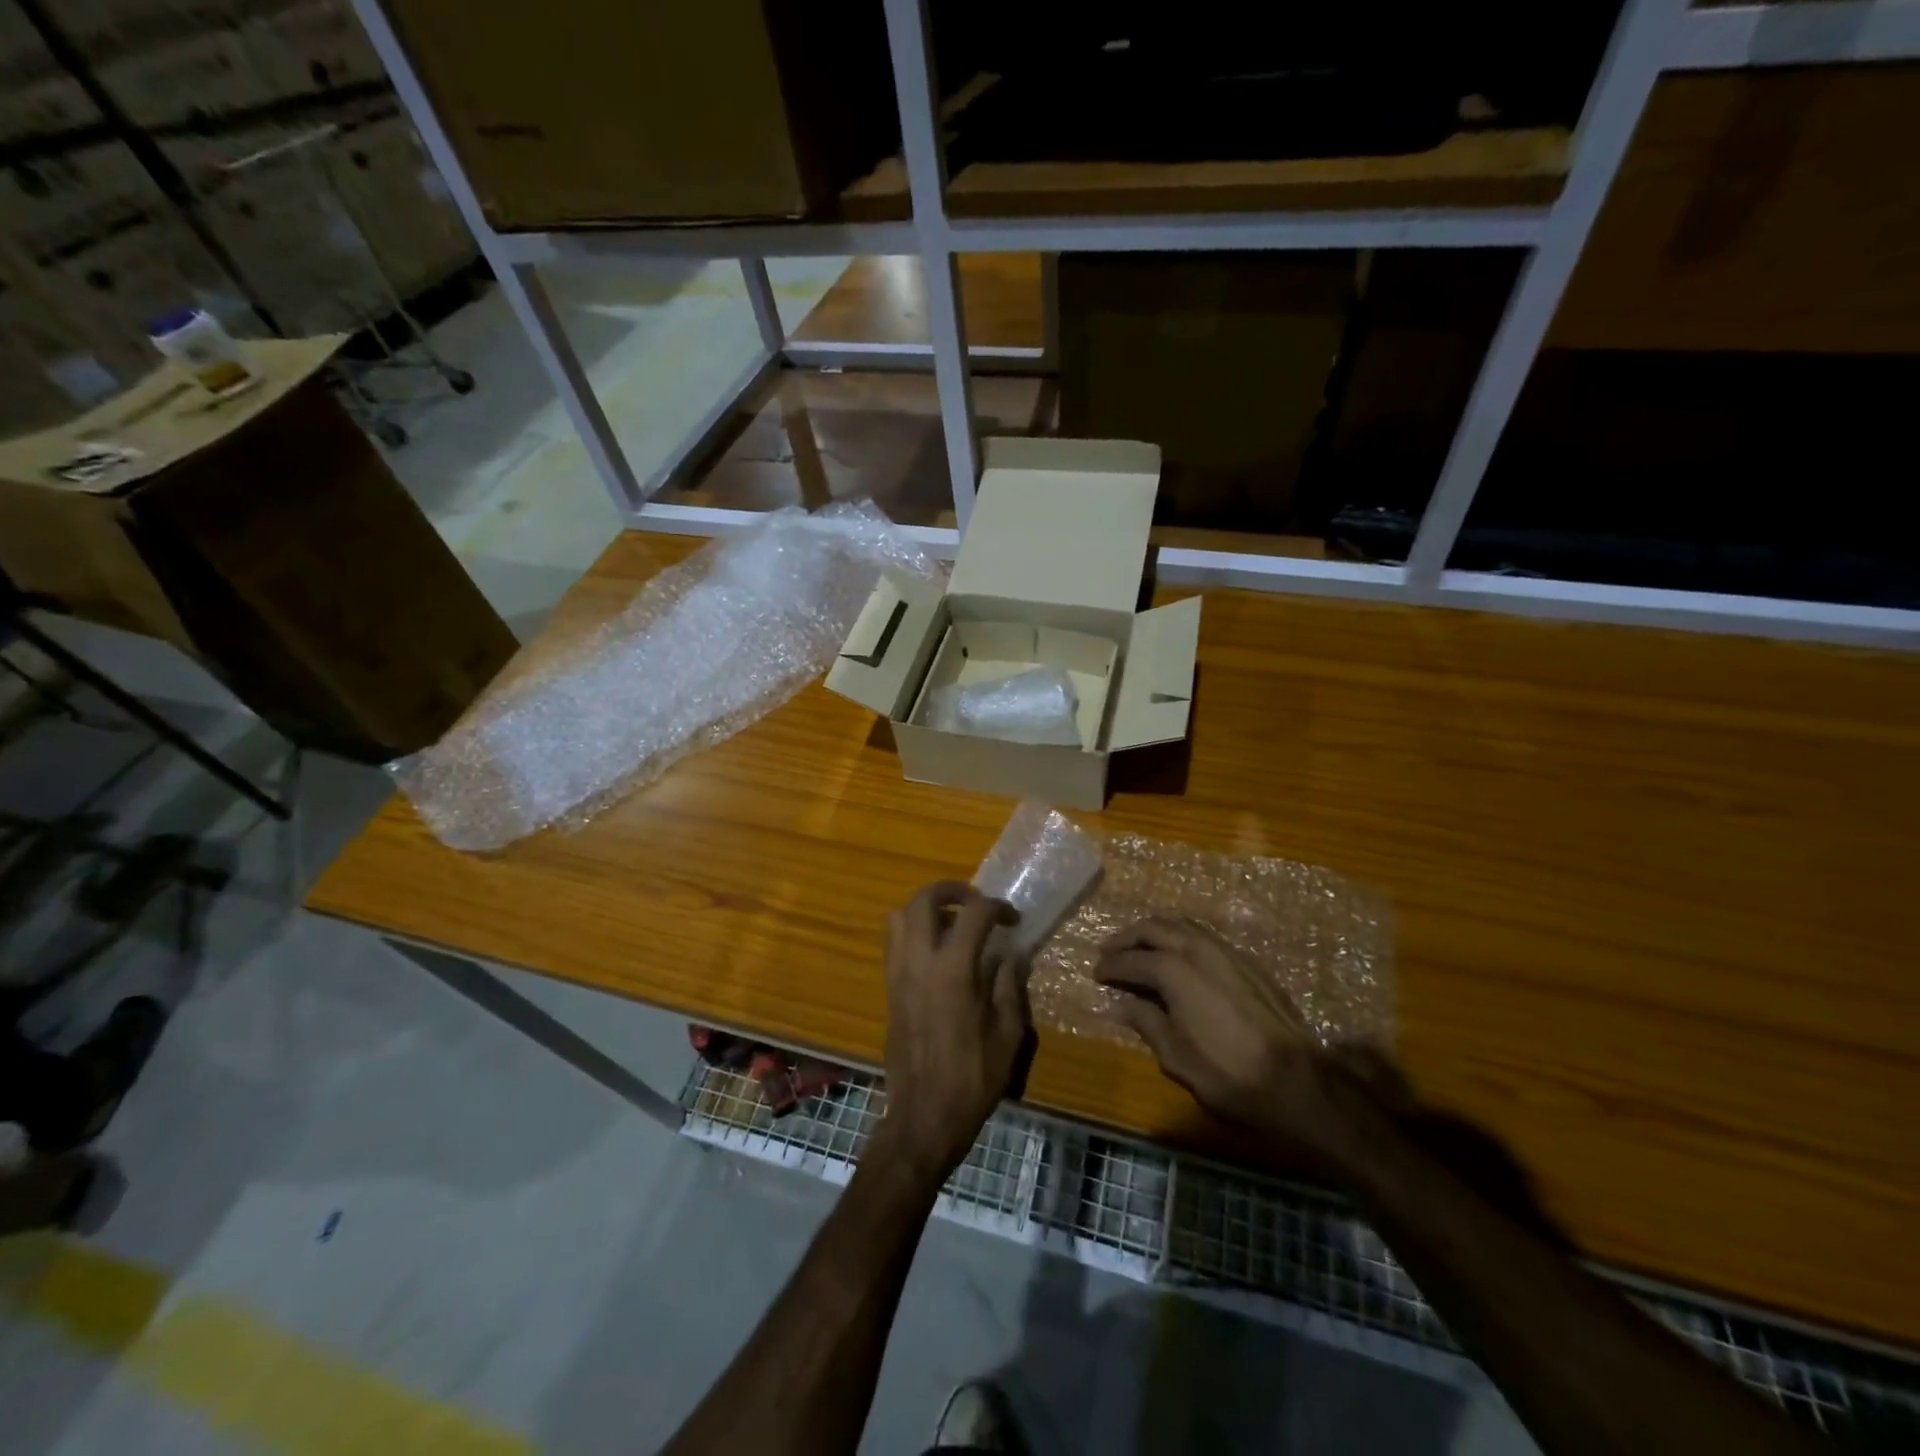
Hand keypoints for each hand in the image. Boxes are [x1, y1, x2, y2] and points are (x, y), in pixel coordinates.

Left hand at [880, 882, 1029, 1178]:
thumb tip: (1011, 956)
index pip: (974, 913)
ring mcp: (898, 973)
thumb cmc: (973, 1077)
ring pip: (900, 916)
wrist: (924, 1115)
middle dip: (952, 890)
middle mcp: (919, 961)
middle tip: (975, 902)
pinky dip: (913, 932)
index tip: (1012, 919)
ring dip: (927, 908)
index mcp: (954, 969)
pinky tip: (937, 954)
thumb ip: (1009, 986)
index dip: (997, 907)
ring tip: (952, 923)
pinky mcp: (888, 989)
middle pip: (924, 899)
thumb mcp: (1008, 1033)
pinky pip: (894, 943)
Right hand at [1095, 918, 1375, 1173]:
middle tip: (1110, 952)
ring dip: (1155, 932)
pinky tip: (1178, 957)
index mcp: (1174, 969)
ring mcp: (1227, 951)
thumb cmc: (1229, 1074)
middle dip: (1128, 938)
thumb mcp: (1175, 1056)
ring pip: (1182, 925)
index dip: (1110, 966)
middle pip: (1154, 928)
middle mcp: (1198, 949)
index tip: (1096, 974)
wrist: (1299, 1081)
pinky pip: (1204, 936)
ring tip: (1140, 949)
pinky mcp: (1248, 962)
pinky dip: (1182, 938)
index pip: (1131, 959)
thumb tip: (1117, 1005)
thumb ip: (1144, 1022)